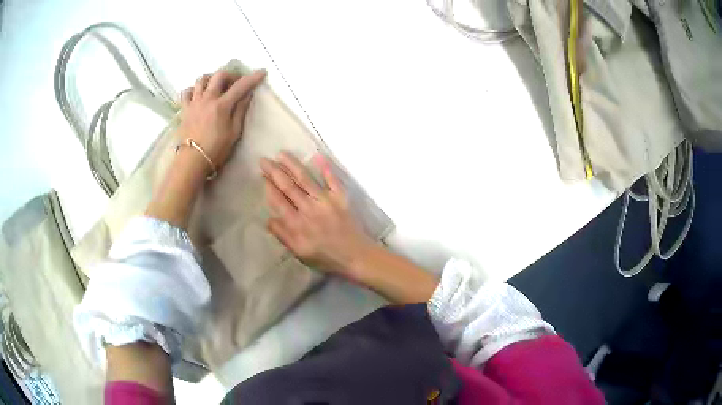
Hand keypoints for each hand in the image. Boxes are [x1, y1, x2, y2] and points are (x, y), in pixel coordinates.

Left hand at [178, 69, 265, 172]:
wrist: (192, 160)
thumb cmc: (216, 149)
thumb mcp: (234, 132)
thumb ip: (240, 111)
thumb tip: (247, 94)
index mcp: (222, 105)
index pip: (241, 86)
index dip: (253, 77)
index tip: (262, 72)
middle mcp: (207, 98)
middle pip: (219, 75)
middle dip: (230, 74)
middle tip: (235, 82)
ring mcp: (194, 102)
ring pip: (201, 79)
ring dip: (211, 78)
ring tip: (216, 85)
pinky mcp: (184, 109)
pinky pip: (187, 92)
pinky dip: (193, 89)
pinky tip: (198, 95)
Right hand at [261, 152, 373, 280]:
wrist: (355, 256)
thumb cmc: (325, 257)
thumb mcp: (299, 253)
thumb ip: (283, 235)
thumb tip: (268, 219)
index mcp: (297, 225)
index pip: (278, 201)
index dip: (269, 187)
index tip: (261, 175)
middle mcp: (309, 209)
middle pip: (288, 186)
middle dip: (274, 172)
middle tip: (263, 160)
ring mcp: (326, 201)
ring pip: (305, 179)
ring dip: (292, 165)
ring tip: (281, 154)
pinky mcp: (341, 198)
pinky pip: (332, 180)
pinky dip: (326, 168)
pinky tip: (318, 156)